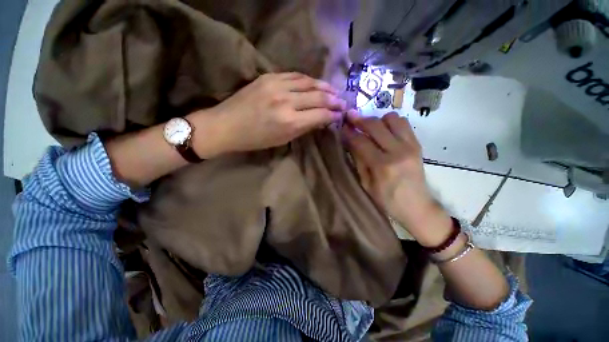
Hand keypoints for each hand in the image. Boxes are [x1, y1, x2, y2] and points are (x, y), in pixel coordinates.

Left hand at [199, 72, 345, 152]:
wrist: (226, 125)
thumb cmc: (256, 139)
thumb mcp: (283, 139)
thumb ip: (304, 127)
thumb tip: (321, 120)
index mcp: (290, 122)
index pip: (321, 115)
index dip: (333, 114)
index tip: (340, 114)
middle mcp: (286, 101)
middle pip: (318, 97)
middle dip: (334, 100)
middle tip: (343, 102)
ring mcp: (277, 86)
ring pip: (308, 82)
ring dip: (324, 86)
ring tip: (334, 90)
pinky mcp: (268, 77)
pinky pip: (294, 75)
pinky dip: (308, 79)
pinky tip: (314, 83)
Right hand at [342, 111, 451, 246]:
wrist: (417, 207)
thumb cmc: (387, 200)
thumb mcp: (366, 184)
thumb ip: (358, 161)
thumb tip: (349, 141)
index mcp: (382, 166)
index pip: (360, 141)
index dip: (348, 132)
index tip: (341, 127)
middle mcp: (398, 151)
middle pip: (375, 125)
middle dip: (359, 120)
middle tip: (350, 119)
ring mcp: (410, 146)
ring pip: (391, 118)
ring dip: (377, 120)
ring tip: (370, 128)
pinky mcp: (418, 144)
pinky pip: (404, 123)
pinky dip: (391, 123)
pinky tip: (384, 132)